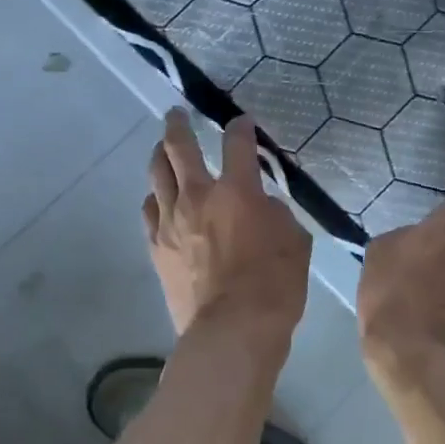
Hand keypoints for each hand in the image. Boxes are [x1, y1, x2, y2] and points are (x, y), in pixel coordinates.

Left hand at [143, 110, 311, 343]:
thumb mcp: (295, 242)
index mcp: (237, 191)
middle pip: (178, 147)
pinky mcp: (156, 246)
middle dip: (178, 125)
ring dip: (159, 156)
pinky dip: (154, 199)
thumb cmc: (274, 285)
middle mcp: (198, 196)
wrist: (231, 329)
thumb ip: (276, 214)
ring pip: (157, 174)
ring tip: (161, 150)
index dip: (240, 129)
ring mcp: (171, 221)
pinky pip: (149, 211)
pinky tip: (157, 199)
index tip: (242, 123)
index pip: (237, 144)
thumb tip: (262, 206)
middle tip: (176, 114)